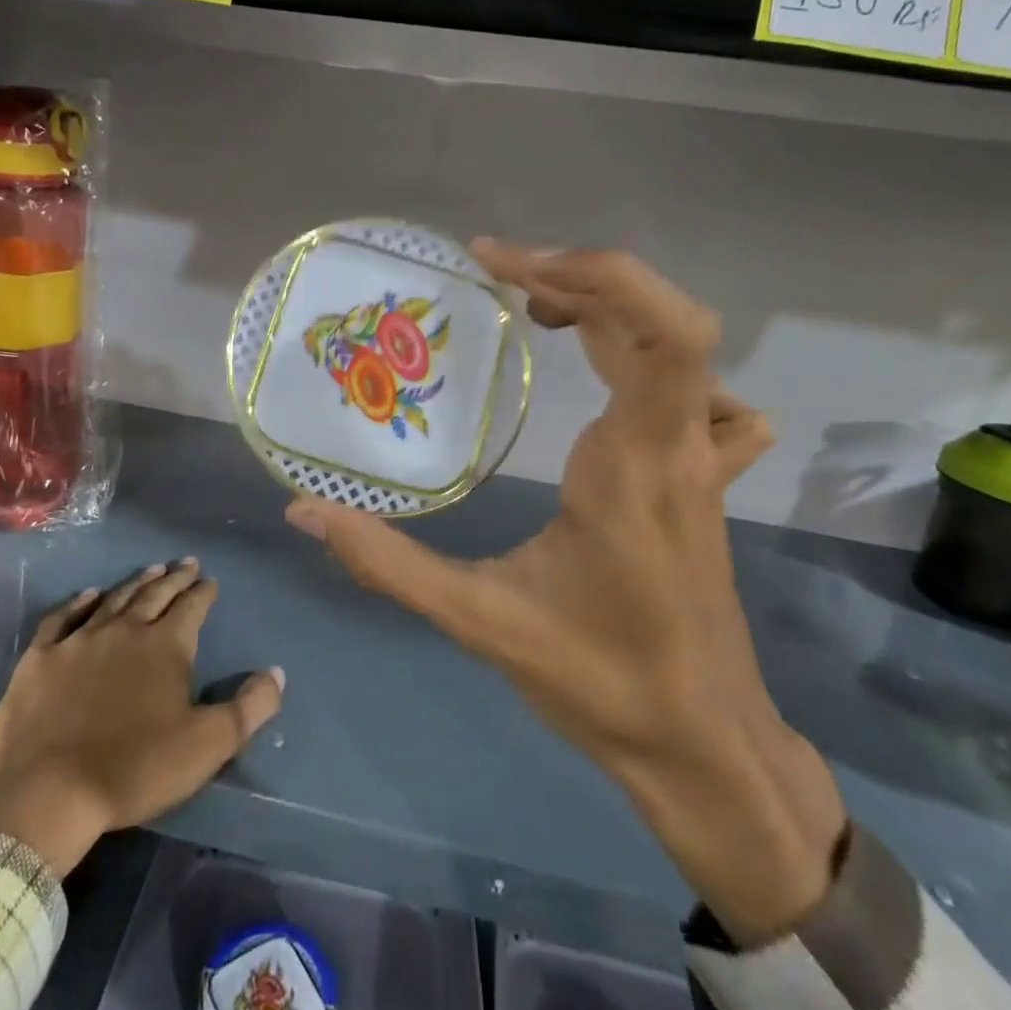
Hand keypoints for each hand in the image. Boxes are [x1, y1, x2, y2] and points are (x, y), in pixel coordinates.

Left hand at [0, 560, 285, 876]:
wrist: (47, 793)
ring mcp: (79, 640)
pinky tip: (87, 595)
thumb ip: (249, 708)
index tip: (211, 580)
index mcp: (166, 645)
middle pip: (155, 594)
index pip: (192, 606)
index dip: (204, 591)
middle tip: (186, 563)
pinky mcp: (41, 658)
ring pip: (113, 599)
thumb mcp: (207, 745)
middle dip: (175, 577)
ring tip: (151, 569)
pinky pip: (62, 618)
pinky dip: (77, 603)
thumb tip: (277, 673)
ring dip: (135, 582)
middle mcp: (125, 630)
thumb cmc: (135, 769)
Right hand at [285, 242, 843, 945]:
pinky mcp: (706, 477)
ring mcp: (702, 460)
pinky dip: (657, 359)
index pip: (660, 332)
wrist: (705, 744)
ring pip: (680, 348)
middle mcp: (679, 446)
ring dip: (610, 309)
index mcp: (634, 467)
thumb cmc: (601, 682)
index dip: (591, 272)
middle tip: (496, 279)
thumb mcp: (480, 621)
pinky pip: (703, 392)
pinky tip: (616, 384)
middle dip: (576, 280)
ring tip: (536, 310)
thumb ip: (388, 564)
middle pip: (661, 320)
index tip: (501, 264)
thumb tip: (304, 513)